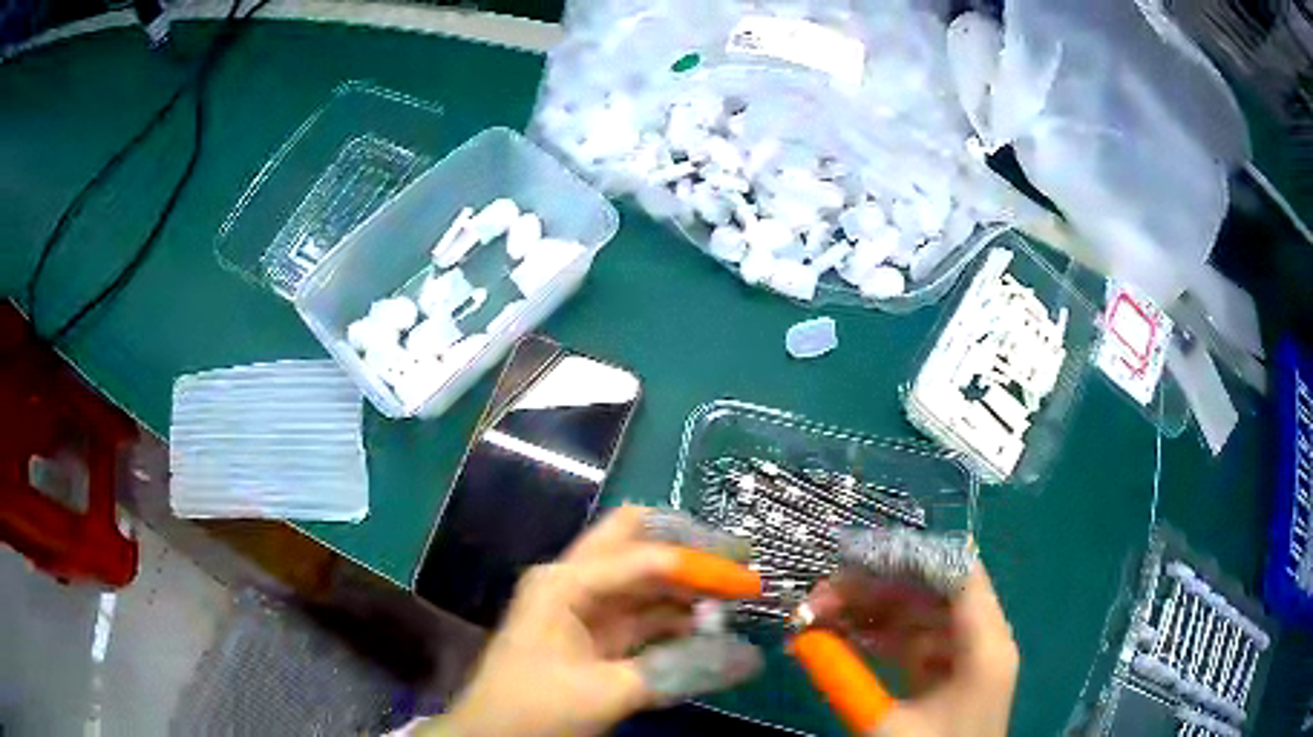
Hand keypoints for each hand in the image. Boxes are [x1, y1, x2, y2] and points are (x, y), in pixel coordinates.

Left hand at [421, 506, 763, 736]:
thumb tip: (749, 659)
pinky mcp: (595, 635)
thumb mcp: (606, 693)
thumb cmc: (535, 709)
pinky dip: (675, 618)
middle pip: (636, 543)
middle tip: (738, 561)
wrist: (493, 736)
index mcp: (565, 583)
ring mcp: (583, 607)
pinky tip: (709, 628)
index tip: (749, 574)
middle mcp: (574, 582)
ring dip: (686, 586)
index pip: (643, 557)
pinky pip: (642, 615)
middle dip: (688, 548)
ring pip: (643, 580)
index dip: (699, 565)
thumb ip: (678, 673)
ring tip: (735, 596)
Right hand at [807, 563, 1018, 736]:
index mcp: (985, 644)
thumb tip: (801, 638)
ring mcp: (965, 657)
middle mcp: (982, 640)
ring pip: (920, 615)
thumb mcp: (885, 725)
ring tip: (818, 617)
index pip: (958, 573)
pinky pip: (914, 641)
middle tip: (817, 598)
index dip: (910, 556)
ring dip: (872, 612)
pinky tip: (842, 637)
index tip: (853, 556)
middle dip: (875, 588)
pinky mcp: (948, 674)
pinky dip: (880, 636)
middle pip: (933, 591)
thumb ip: (845, 678)